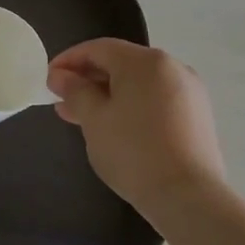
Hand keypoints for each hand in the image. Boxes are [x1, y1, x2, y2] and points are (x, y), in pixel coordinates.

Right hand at [47, 39, 226, 215]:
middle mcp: (172, 68)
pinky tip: (111, 126)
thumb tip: (60, 75)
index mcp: (146, 62)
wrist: (187, 196)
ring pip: (137, 83)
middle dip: (87, 79)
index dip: (68, 60)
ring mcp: (189, 92)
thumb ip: (74, 91)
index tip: (48, 80)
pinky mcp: (196, 115)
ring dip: (106, 94)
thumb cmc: (132, 150)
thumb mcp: (93, 118)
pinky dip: (129, 105)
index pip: (98, 48)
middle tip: (60, 99)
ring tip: (80, 116)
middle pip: (120, 63)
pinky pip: (154, 99)